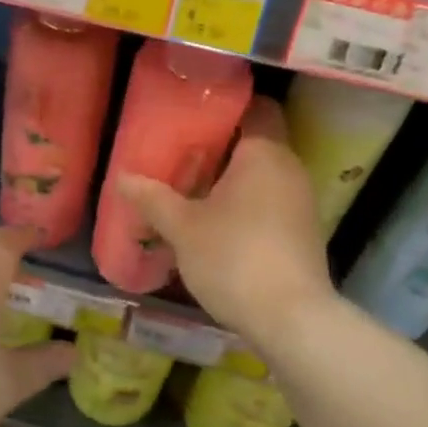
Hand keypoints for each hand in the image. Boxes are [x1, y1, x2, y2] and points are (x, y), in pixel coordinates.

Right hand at [118, 96, 336, 346]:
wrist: (292, 320)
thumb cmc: (234, 257)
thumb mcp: (183, 228)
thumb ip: (153, 198)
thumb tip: (122, 178)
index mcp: (264, 152)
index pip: (257, 107)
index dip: (228, 106)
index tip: (196, 115)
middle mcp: (290, 167)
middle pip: (257, 141)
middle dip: (222, 147)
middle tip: (183, 155)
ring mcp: (302, 201)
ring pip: (265, 174)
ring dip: (234, 179)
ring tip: (194, 191)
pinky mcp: (305, 231)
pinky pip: (273, 201)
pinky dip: (249, 204)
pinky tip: (220, 224)